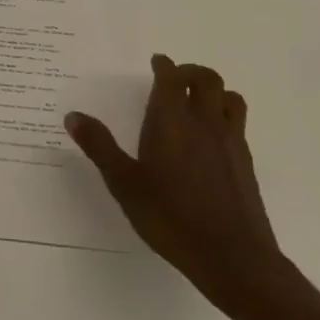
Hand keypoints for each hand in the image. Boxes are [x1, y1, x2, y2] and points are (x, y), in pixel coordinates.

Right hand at [66, 55, 290, 318]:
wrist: (232, 256)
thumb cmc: (170, 216)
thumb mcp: (124, 183)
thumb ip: (100, 147)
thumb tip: (73, 116)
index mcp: (171, 121)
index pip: (172, 78)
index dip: (165, 66)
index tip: (157, 62)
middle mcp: (204, 122)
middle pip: (207, 79)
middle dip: (191, 72)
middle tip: (175, 79)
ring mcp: (230, 142)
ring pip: (230, 98)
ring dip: (214, 91)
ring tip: (198, 102)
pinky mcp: (246, 163)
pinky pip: (238, 125)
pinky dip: (225, 117)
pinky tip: (212, 139)